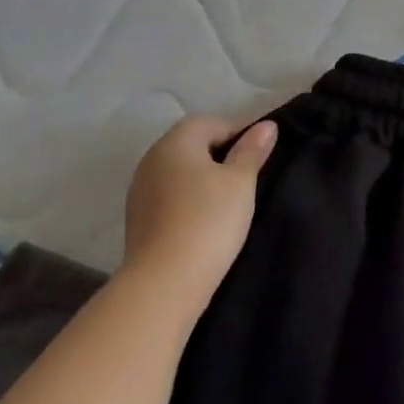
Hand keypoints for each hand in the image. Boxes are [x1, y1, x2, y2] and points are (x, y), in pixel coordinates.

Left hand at [122, 116, 277, 320]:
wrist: (165, 281)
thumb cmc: (209, 220)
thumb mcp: (241, 181)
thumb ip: (252, 150)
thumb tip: (266, 126)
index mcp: (175, 143)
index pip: (210, 122)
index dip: (238, 132)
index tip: (260, 154)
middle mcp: (151, 159)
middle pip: (191, 144)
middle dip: (220, 153)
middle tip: (248, 176)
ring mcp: (140, 190)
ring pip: (179, 171)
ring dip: (203, 177)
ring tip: (229, 199)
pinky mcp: (138, 218)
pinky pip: (169, 195)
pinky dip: (188, 198)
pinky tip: (205, 219)